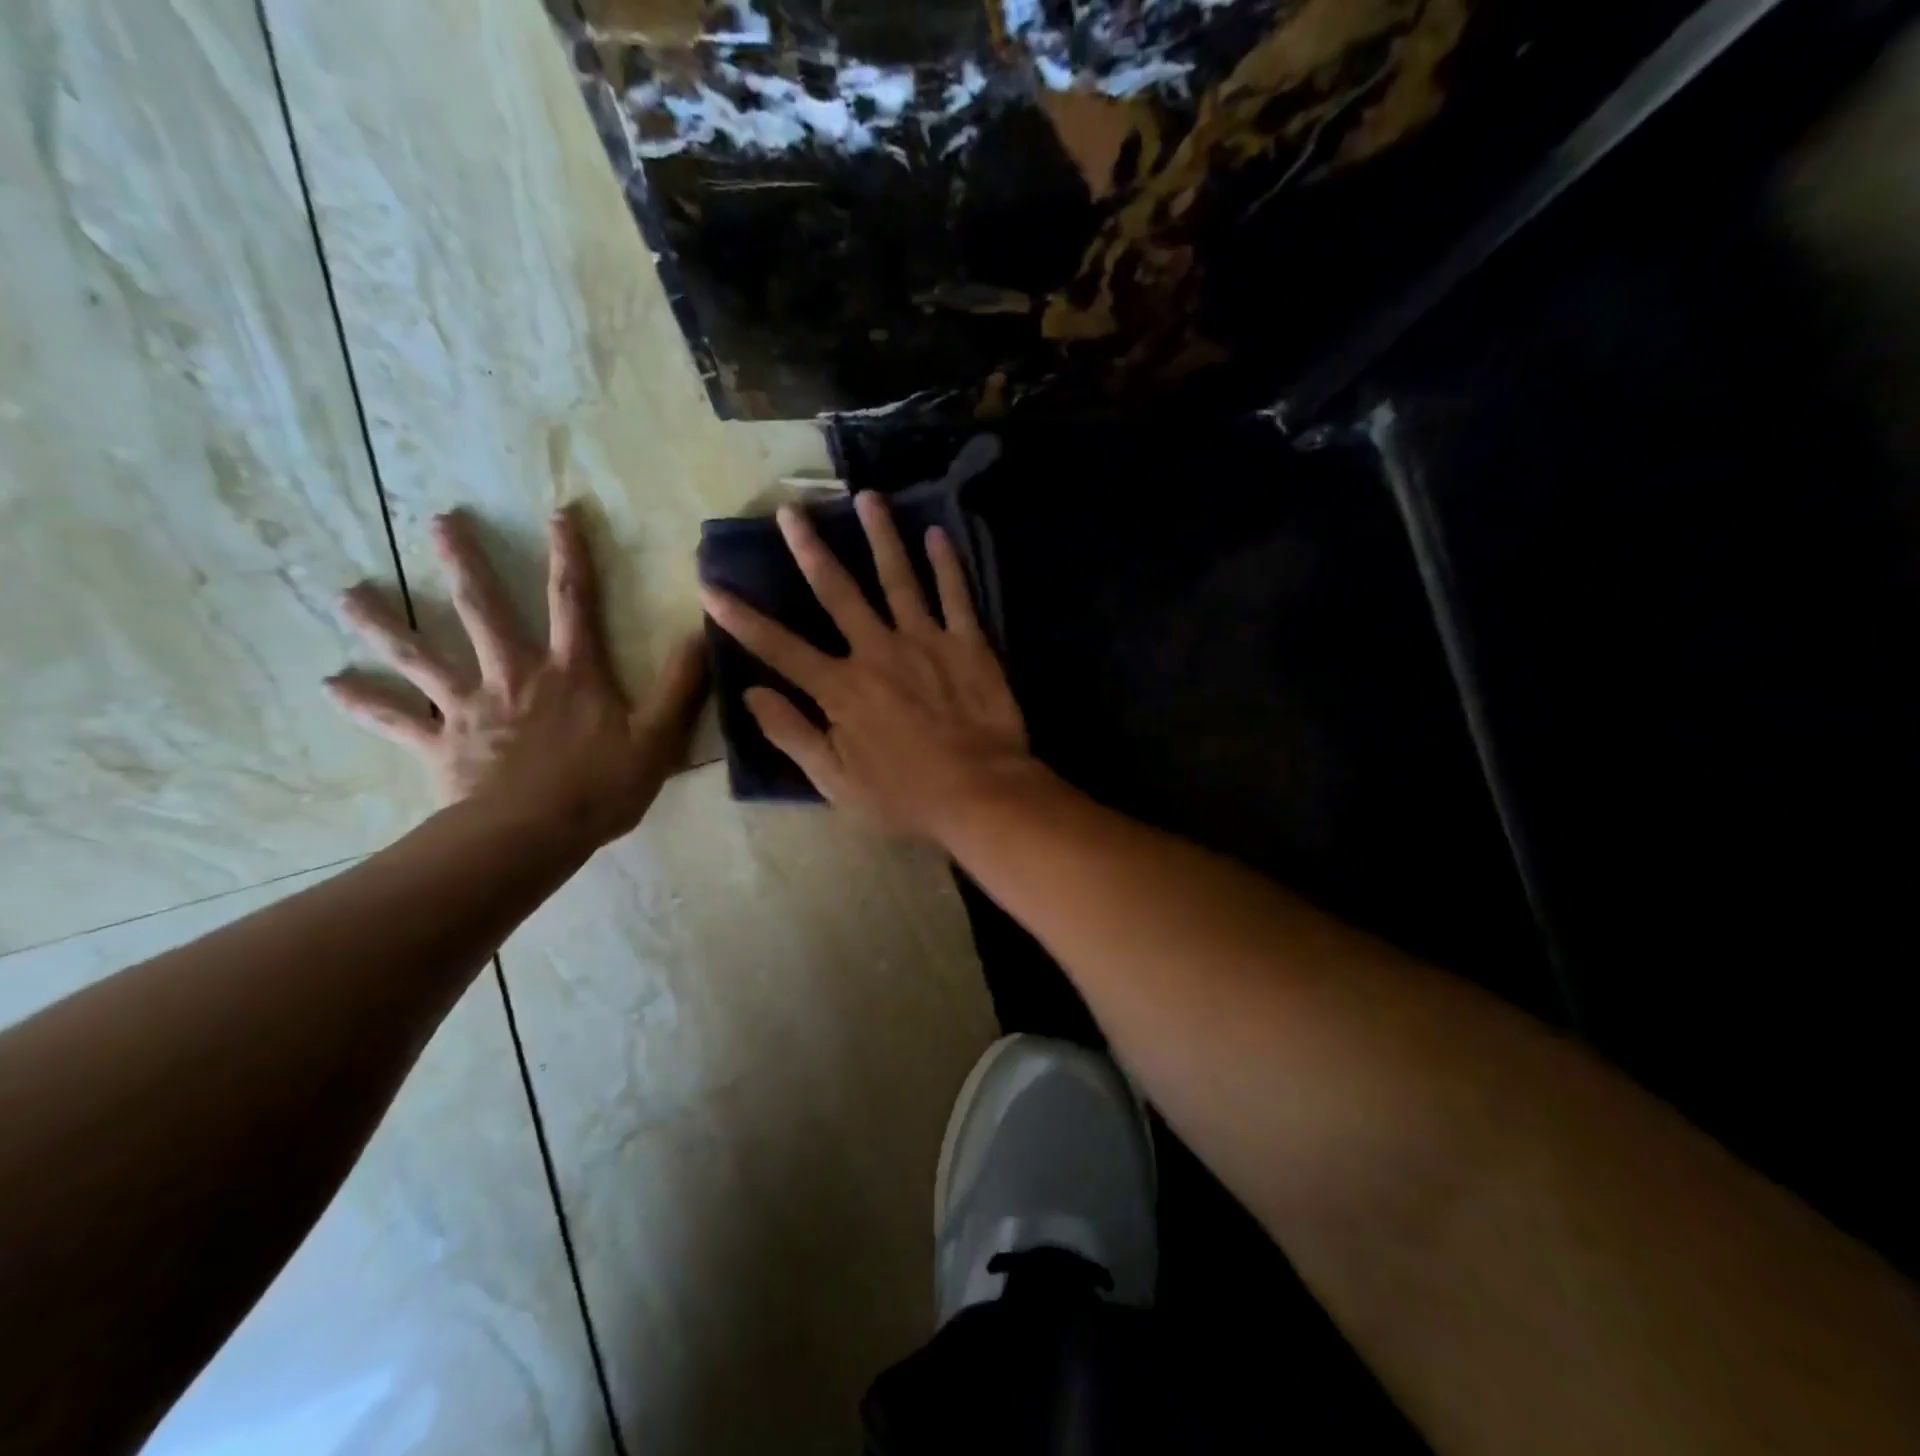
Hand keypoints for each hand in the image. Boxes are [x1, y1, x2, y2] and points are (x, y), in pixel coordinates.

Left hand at [326, 505, 705, 849]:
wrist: (534, 836)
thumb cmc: (602, 787)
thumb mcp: (659, 737)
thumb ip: (681, 686)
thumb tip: (703, 635)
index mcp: (570, 672)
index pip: (572, 601)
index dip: (570, 555)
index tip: (558, 511)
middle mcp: (515, 676)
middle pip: (483, 610)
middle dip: (464, 563)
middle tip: (439, 520)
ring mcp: (471, 707)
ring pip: (420, 655)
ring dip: (384, 622)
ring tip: (348, 593)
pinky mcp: (441, 743)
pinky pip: (396, 719)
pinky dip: (362, 702)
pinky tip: (329, 685)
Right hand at [699, 491, 1031, 840]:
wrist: (981, 793)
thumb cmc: (904, 795)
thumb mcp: (835, 780)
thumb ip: (792, 734)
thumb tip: (750, 694)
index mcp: (841, 687)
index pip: (779, 646)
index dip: (741, 617)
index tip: (710, 584)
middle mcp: (878, 651)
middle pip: (837, 591)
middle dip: (809, 549)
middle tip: (791, 510)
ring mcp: (926, 641)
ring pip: (898, 578)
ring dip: (881, 536)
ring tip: (867, 497)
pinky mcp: (968, 644)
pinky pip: (956, 596)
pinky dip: (947, 564)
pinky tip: (937, 533)